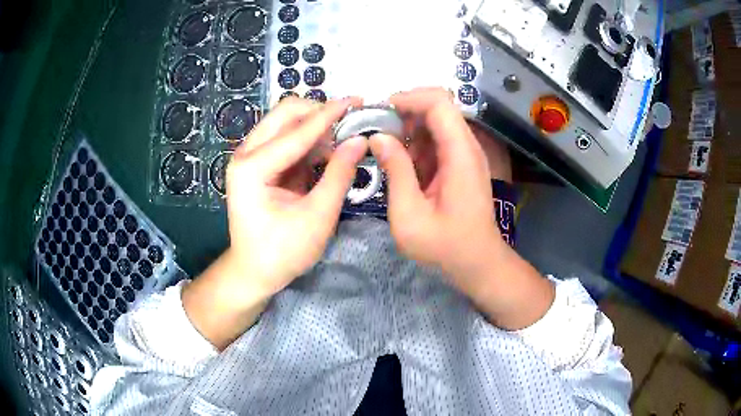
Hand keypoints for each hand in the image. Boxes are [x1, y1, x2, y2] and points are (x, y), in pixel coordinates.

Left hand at [183, 97, 366, 348]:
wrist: (254, 271)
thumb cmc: (282, 252)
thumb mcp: (317, 217)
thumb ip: (339, 175)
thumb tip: (359, 141)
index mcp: (252, 168)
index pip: (297, 131)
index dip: (330, 115)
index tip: (357, 100)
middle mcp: (245, 154)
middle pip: (285, 114)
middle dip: (319, 113)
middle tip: (349, 122)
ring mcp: (249, 156)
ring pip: (285, 122)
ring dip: (315, 125)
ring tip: (343, 139)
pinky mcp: (258, 163)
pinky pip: (286, 139)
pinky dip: (308, 140)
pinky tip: (327, 151)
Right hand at [369, 89, 501, 286]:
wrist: (477, 263)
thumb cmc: (444, 246)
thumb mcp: (409, 215)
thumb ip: (395, 171)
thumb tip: (378, 137)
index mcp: (460, 154)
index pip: (439, 103)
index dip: (408, 98)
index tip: (380, 112)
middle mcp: (467, 147)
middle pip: (438, 107)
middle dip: (405, 112)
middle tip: (378, 133)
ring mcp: (466, 154)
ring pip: (436, 122)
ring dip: (409, 130)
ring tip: (388, 154)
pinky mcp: (462, 164)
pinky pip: (438, 140)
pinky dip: (417, 145)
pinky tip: (404, 167)